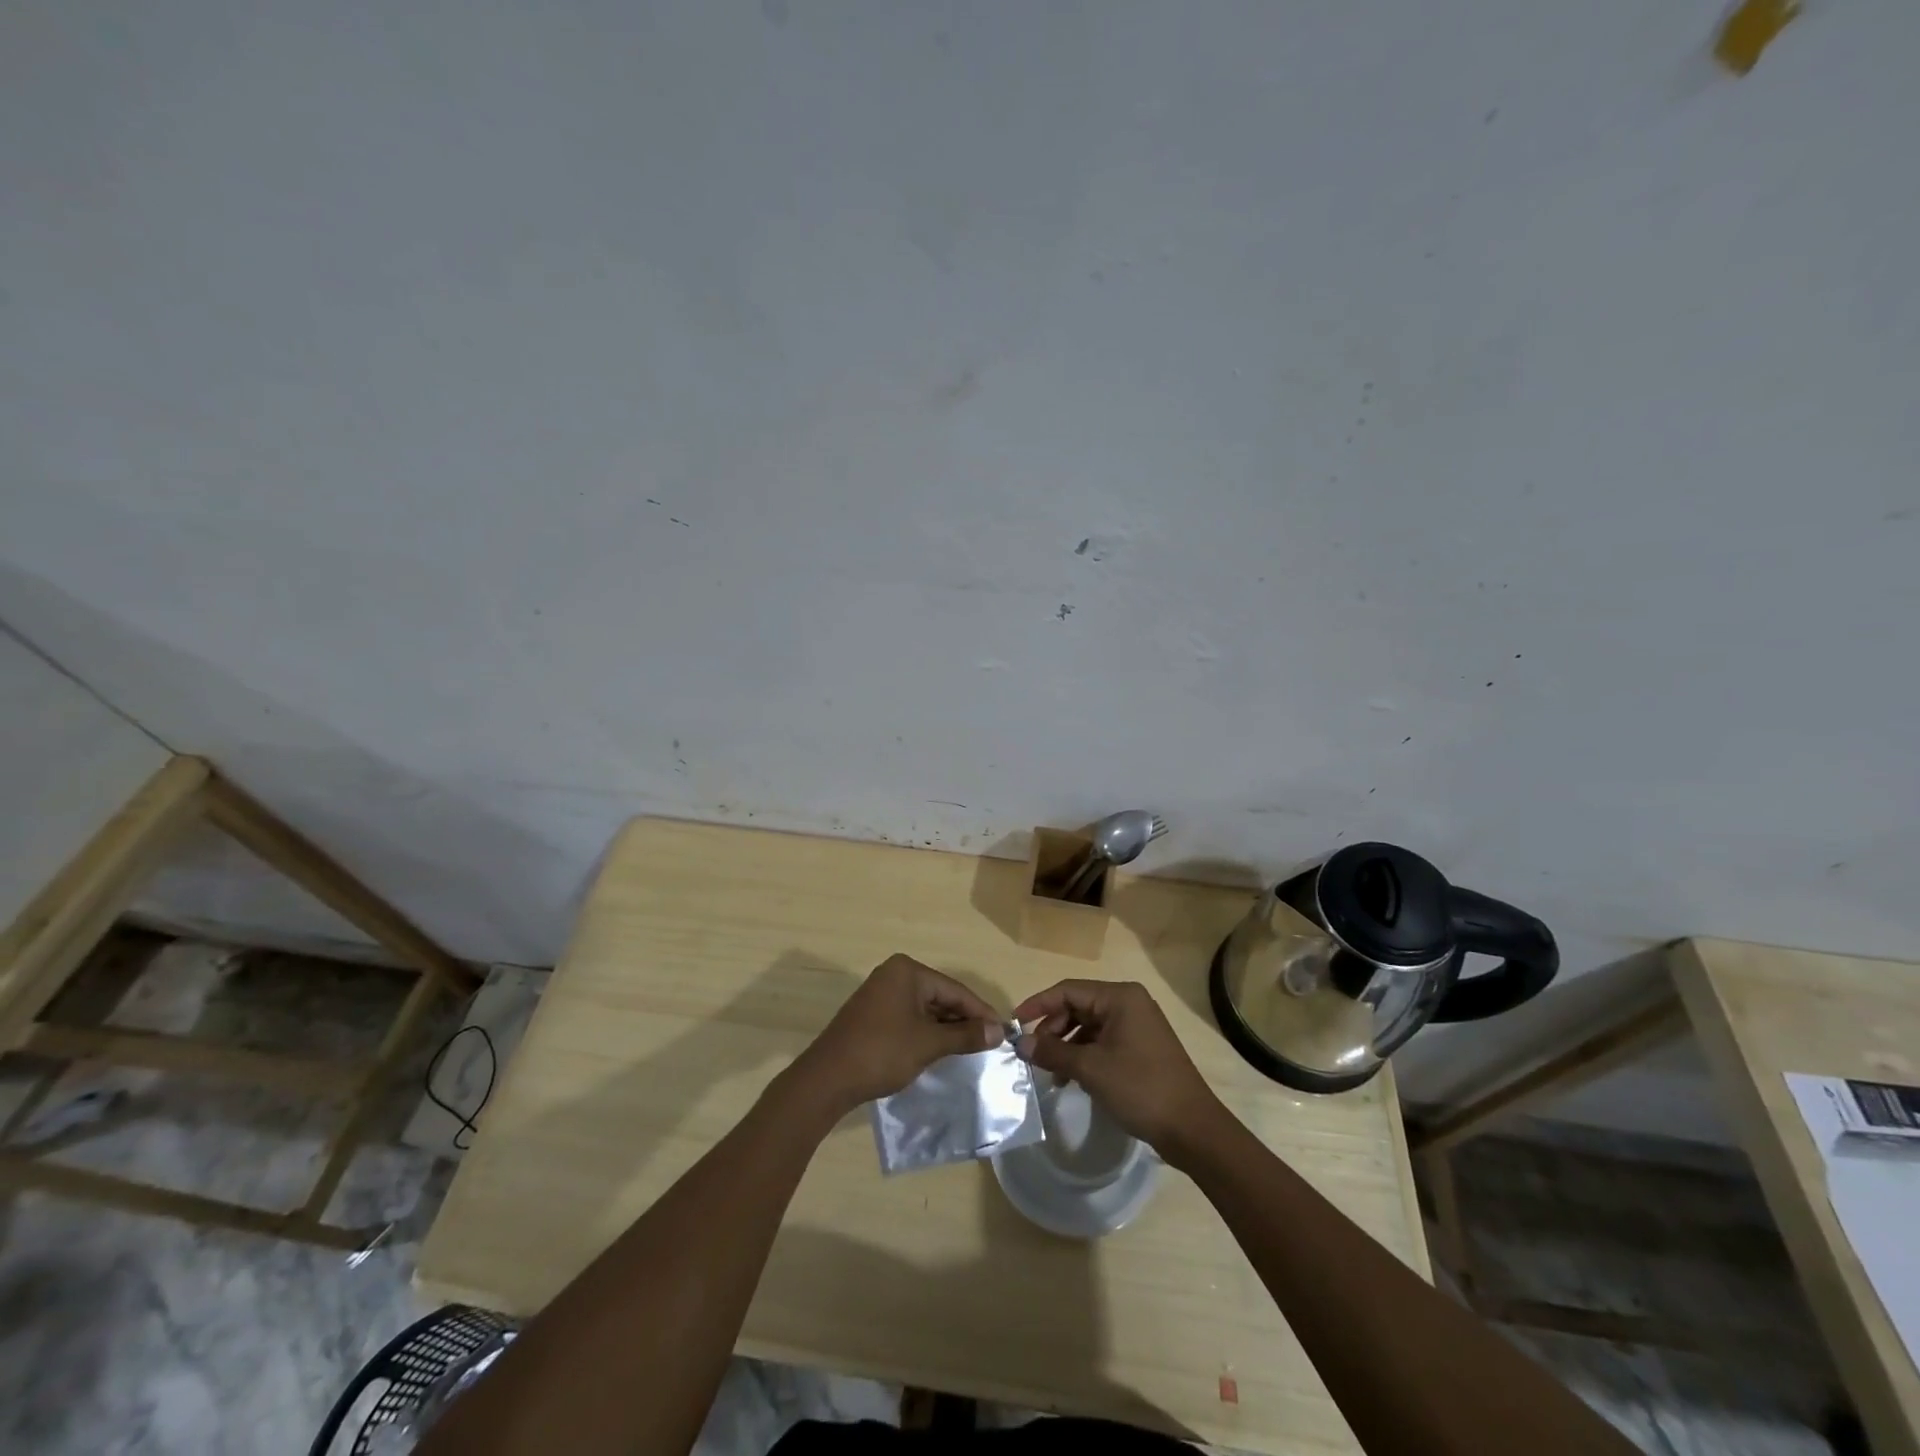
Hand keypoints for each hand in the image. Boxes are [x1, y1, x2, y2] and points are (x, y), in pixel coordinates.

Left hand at [790, 954, 1003, 1114]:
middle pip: (940, 996)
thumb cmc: (882, 1052)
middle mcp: (894, 974)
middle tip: (989, 1043)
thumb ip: (964, 1035)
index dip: (980, 1012)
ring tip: (970, 1048)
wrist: (827, 1079)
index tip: (1003, 1032)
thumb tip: (997, 1032)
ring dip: (946, 1027)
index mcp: (908, 971)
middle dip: (964, 1020)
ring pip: (925, 1008)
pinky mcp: (873, 1014)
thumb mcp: (929, 1043)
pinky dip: (927, 1031)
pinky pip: (910, 1017)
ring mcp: (880, 993)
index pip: (955, 989)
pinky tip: (941, 1049)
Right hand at [1014, 980, 1225, 1163]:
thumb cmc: (1141, 1088)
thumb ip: (1053, 1052)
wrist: (1192, 1129)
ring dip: (1067, 1045)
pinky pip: (1103, 1041)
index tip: (1015, 1023)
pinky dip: (1084, 1054)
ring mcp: (1137, 1025)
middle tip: (1034, 1054)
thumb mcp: (1091, 1069)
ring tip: (1052, 1072)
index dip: (1038, 1004)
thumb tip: (1022, 1043)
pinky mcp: (1141, 1047)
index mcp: (1120, 997)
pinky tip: (1072, 1078)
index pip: (1068, 990)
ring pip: (1089, 1025)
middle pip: (1078, 1006)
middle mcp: (1129, 1003)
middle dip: (1053, 1028)